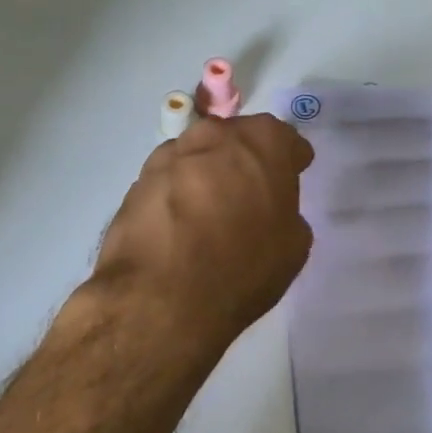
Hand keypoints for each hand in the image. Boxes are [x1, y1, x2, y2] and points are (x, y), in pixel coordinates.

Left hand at [92, 114, 315, 359]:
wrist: (163, 297)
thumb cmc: (244, 267)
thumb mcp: (294, 244)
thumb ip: (286, 209)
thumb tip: (268, 208)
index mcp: (262, 141)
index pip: (284, 139)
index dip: (289, 160)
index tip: (291, 176)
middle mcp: (214, 135)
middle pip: (236, 140)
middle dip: (244, 161)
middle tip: (249, 195)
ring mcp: (170, 155)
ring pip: (198, 157)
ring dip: (207, 176)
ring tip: (208, 214)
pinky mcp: (137, 180)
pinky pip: (169, 181)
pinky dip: (176, 196)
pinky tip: (179, 227)